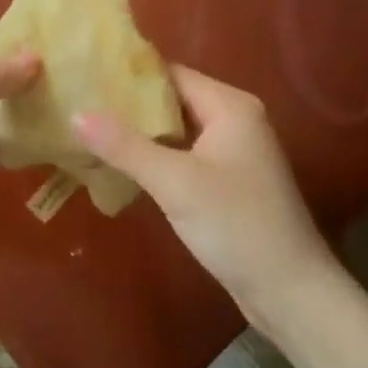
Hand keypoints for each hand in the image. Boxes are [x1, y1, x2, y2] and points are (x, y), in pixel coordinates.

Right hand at [75, 66, 340, 325]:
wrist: (292, 293)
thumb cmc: (237, 226)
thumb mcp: (175, 183)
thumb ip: (125, 146)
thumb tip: (75, 113)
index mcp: (229, 106)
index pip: (170, 73)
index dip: (128, 74)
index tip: (86, 75)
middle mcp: (235, 119)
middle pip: (172, 99)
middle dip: (129, 104)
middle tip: (79, 103)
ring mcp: (234, 152)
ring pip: (176, 130)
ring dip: (139, 133)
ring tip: (90, 130)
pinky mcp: (228, 181)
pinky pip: (184, 155)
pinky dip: (155, 156)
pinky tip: (120, 164)